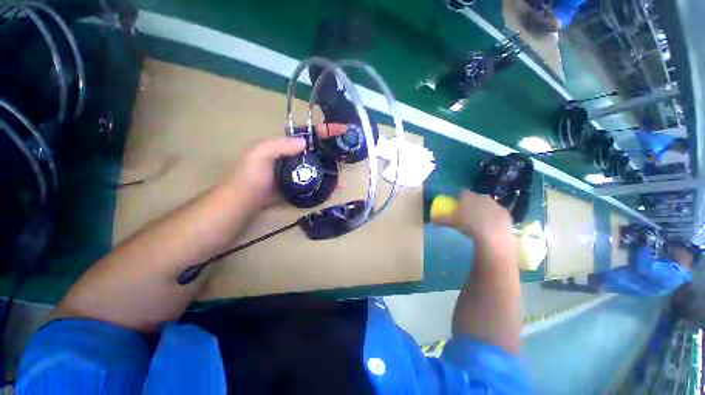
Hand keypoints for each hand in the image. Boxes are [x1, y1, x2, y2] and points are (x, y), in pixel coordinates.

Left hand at [223, 123, 348, 210]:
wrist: (245, 201)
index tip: (344, 129)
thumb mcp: (260, 155)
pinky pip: (316, 181)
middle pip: (318, 150)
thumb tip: (305, 142)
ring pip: (320, 166)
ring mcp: (299, 171)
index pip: (310, 134)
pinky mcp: (300, 185)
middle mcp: (295, 156)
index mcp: (287, 145)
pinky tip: (335, 188)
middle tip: (348, 154)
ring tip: (343, 177)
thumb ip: (280, 145)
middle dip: (334, 150)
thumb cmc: (250, 176)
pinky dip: (326, 183)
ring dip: (332, 170)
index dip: (327, 130)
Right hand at [432, 189, 512, 242]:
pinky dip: (494, 217)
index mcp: (468, 197)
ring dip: (484, 210)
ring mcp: (496, 204)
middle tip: (468, 213)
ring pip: (488, 204)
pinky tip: (491, 226)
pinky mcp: (506, 213)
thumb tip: (432, 220)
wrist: (492, 235)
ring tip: (479, 221)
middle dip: (472, 203)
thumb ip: (441, 220)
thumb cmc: (468, 225)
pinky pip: (497, 213)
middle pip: (476, 197)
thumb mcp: (451, 223)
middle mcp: (482, 197)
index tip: (457, 203)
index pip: (462, 192)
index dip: (459, 197)